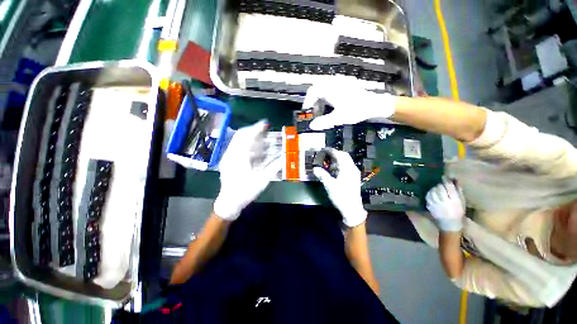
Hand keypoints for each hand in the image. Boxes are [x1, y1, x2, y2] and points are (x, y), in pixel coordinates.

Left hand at [214, 121, 281, 220]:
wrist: (229, 202)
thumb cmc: (246, 192)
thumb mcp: (262, 181)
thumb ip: (274, 168)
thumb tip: (284, 158)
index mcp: (239, 158)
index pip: (248, 137)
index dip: (257, 128)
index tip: (265, 123)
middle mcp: (231, 154)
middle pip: (240, 135)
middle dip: (252, 129)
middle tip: (263, 129)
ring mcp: (227, 156)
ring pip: (237, 140)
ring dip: (249, 137)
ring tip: (260, 138)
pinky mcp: (227, 160)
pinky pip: (236, 146)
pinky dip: (245, 144)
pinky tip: (254, 149)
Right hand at [303, 83, 395, 130]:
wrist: (374, 104)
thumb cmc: (357, 110)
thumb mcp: (339, 118)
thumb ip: (324, 122)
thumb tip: (312, 126)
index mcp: (331, 89)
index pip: (313, 91)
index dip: (308, 100)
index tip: (306, 110)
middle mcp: (334, 83)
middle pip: (317, 88)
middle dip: (313, 100)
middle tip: (314, 111)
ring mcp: (340, 82)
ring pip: (324, 88)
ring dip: (320, 99)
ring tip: (322, 110)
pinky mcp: (344, 85)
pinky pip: (330, 88)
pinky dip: (326, 96)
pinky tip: (330, 105)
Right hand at [313, 149, 366, 226]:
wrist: (352, 209)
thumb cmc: (341, 196)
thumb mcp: (330, 185)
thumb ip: (322, 175)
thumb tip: (315, 168)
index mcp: (347, 169)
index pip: (340, 155)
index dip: (332, 151)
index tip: (324, 150)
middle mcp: (352, 169)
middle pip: (344, 156)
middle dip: (335, 154)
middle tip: (325, 156)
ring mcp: (354, 173)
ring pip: (346, 161)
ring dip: (338, 160)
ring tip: (328, 163)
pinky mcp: (354, 178)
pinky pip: (347, 167)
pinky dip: (340, 165)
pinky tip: (334, 171)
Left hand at [426, 178, 465, 231]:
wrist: (449, 225)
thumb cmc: (458, 213)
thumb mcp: (462, 202)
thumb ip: (458, 191)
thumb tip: (455, 180)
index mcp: (454, 200)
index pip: (449, 187)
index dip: (446, 180)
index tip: (445, 177)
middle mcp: (444, 201)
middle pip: (439, 188)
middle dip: (440, 185)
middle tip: (442, 185)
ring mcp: (435, 203)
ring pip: (432, 191)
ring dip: (434, 188)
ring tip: (437, 189)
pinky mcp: (429, 206)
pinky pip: (428, 196)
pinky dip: (430, 193)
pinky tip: (433, 194)